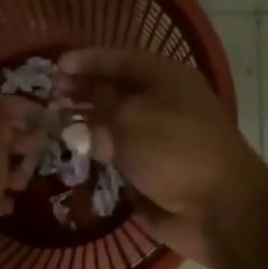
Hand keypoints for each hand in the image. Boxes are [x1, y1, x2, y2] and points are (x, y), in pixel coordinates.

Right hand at [57, 48, 267, 267]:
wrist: (218, 209)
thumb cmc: (176, 151)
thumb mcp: (130, 120)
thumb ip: (100, 114)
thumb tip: (89, 127)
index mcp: (166, 79)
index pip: (120, 59)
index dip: (87, 60)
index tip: (55, 66)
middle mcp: (162, 103)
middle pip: (115, 90)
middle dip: (82, 90)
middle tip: (49, 97)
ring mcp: (157, 138)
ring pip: (114, 123)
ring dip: (86, 122)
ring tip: (52, 123)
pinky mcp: (151, 169)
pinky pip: (118, 154)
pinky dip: (97, 152)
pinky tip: (72, 152)